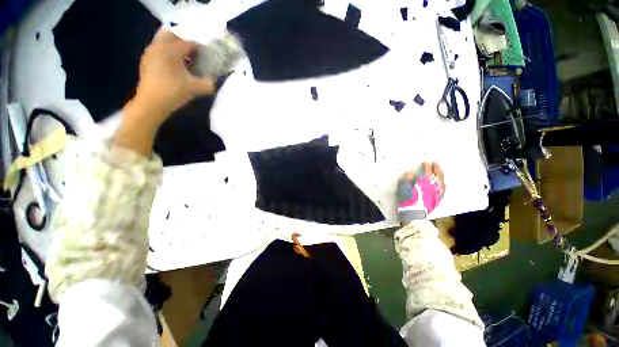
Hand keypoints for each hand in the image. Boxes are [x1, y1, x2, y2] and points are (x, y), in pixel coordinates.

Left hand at [117, 28, 214, 154]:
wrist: (151, 104)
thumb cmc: (173, 92)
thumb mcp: (195, 89)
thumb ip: (209, 84)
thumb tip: (214, 81)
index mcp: (171, 50)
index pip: (189, 43)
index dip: (200, 48)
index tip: (208, 55)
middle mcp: (159, 47)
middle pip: (172, 34)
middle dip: (184, 40)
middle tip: (194, 52)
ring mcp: (150, 53)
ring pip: (163, 41)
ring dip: (175, 46)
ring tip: (186, 59)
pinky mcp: (146, 62)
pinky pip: (159, 50)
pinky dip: (168, 53)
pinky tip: (175, 66)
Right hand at [396, 162, 445, 222]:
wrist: (415, 215)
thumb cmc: (407, 201)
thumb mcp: (403, 190)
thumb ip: (406, 180)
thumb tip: (409, 173)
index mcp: (424, 183)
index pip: (427, 172)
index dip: (426, 166)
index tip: (426, 162)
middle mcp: (433, 187)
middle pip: (437, 175)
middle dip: (436, 169)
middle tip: (435, 164)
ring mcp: (437, 193)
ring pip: (441, 182)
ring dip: (440, 175)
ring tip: (439, 172)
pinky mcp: (438, 199)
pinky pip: (443, 189)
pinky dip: (443, 184)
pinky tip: (442, 183)